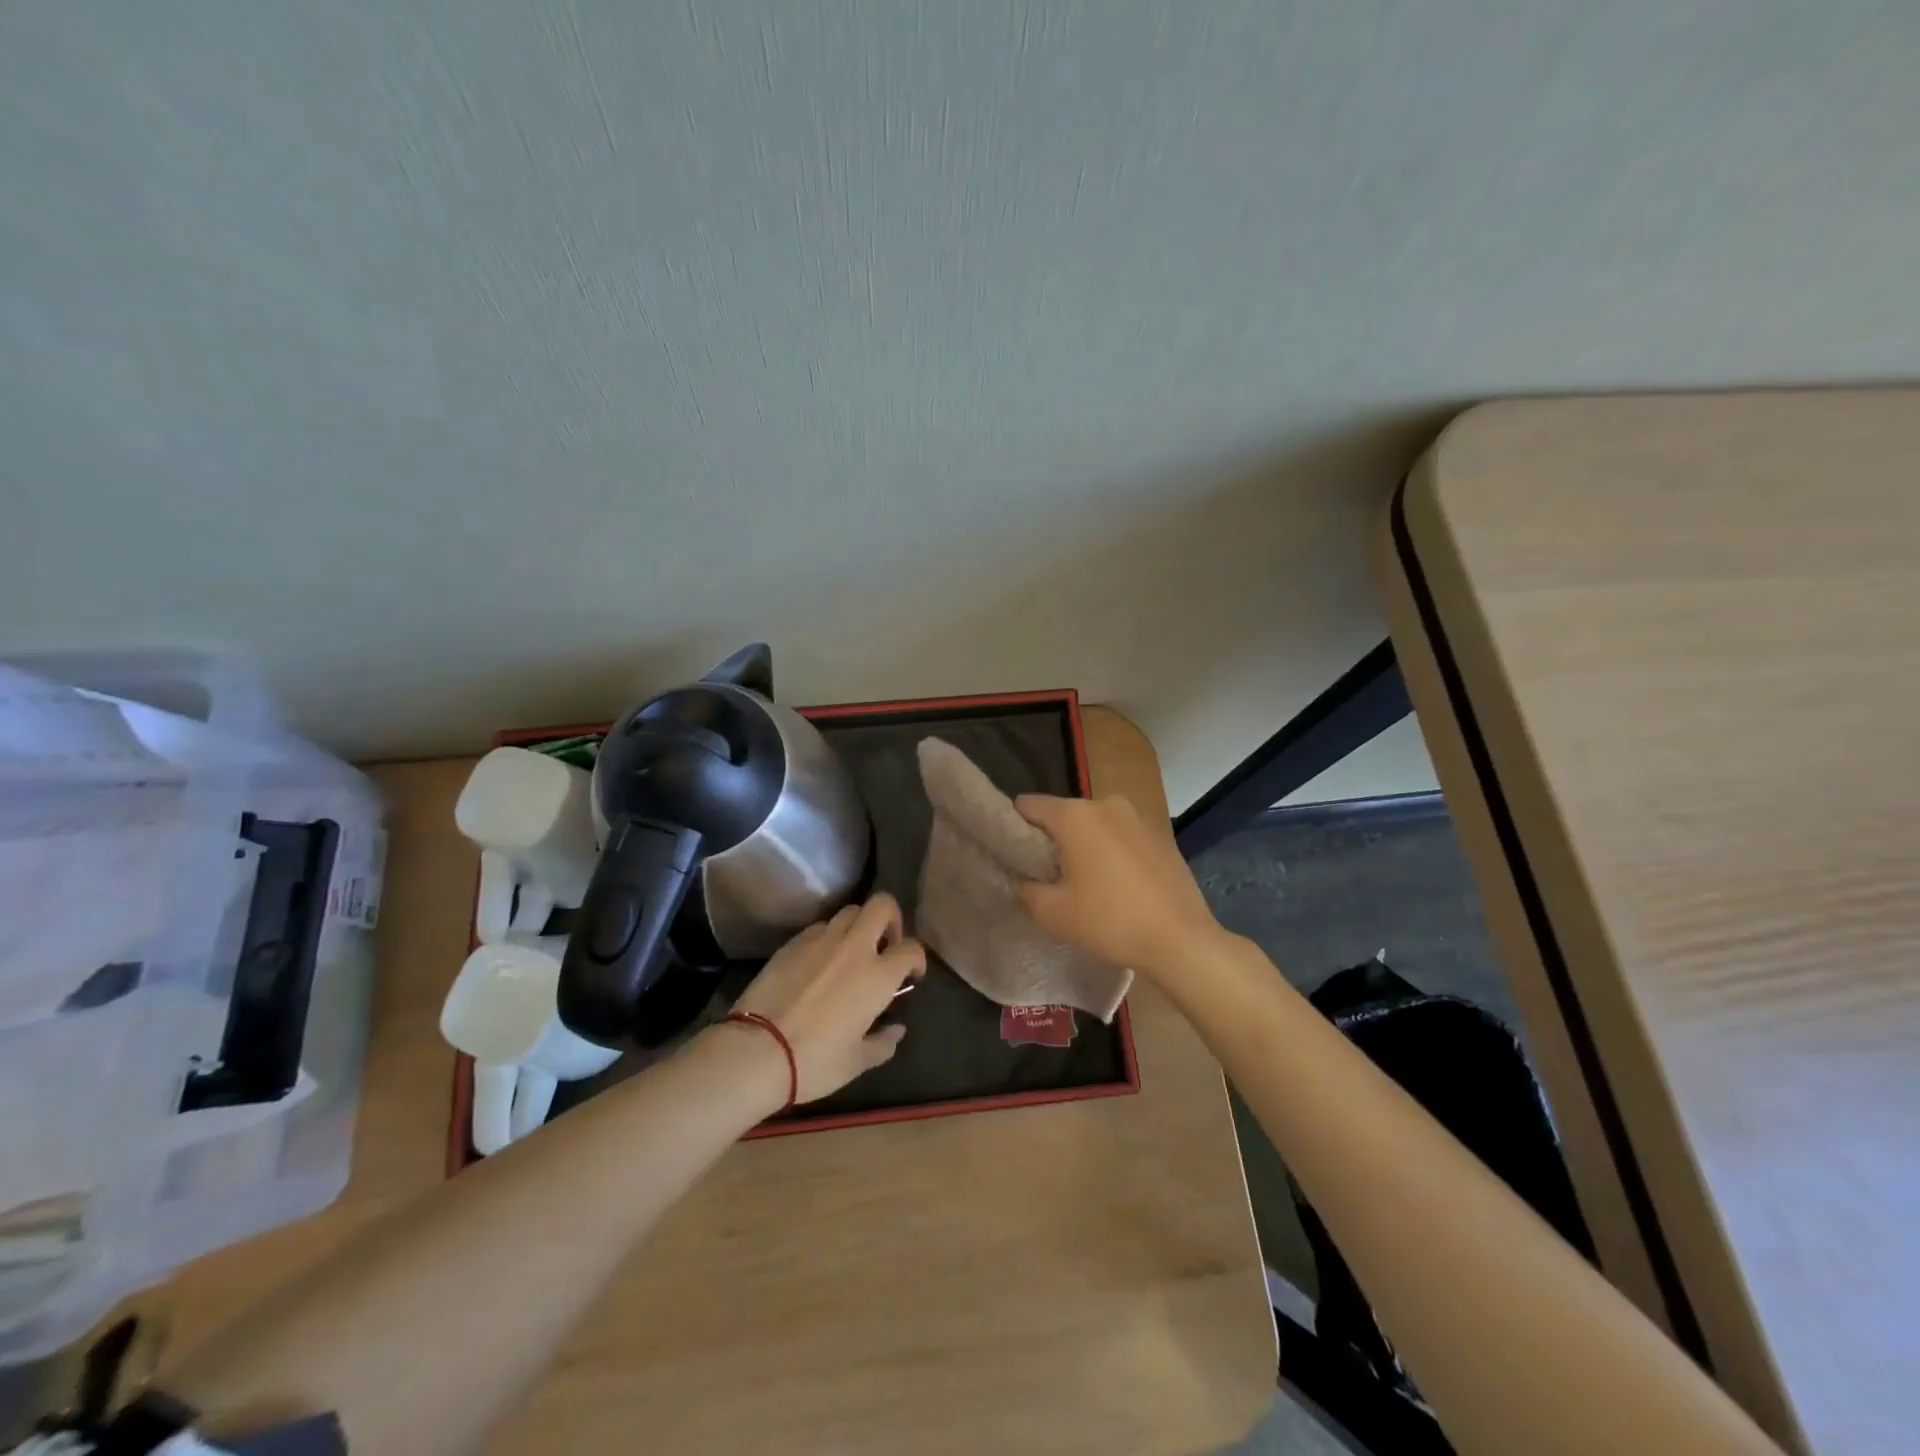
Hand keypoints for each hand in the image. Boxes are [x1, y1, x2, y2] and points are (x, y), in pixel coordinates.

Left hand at [728, 893, 925, 1102]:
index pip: (911, 949)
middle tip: (886, 946)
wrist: (756, 1051)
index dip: (917, 959)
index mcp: (877, 975)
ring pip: (849, 912)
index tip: (912, 975)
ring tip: (852, 952)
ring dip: (859, 926)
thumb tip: (896, 1030)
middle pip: (882, 905)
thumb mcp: (857, 1062)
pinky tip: (819, 962)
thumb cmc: (815, 1061)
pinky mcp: (792, 943)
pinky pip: (819, 928)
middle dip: (892, 919)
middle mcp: (854, 947)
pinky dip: (828, 938)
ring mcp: (820, 940)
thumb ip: (883, 1043)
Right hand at [1014, 794, 1221, 973]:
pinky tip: (1117, 886)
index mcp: (1075, 815)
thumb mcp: (1053, 913)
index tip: (1012, 853)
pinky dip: (1112, 853)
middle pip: (1064, 814)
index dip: (1014, 826)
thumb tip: (1023, 882)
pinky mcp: (1160, 836)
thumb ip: (1027, 891)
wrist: (1180, 939)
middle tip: (1047, 875)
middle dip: (1052, 839)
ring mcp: (1137, 818)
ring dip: (1084, 846)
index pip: (1029, 805)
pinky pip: (1121, 837)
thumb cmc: (1110, 921)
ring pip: (1095, 826)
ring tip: (1084, 883)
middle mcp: (1106, 804)